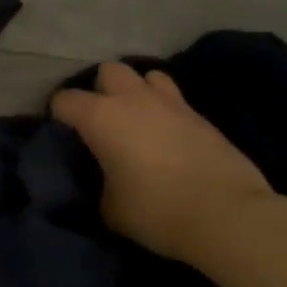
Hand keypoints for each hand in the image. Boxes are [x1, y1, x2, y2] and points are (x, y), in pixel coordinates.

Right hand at [50, 62, 276, 260]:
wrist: (228, 216)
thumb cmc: (156, 210)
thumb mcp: (109, 208)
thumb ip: (98, 185)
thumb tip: (103, 182)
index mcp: (101, 117)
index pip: (64, 100)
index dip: (58, 116)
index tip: (63, 137)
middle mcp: (133, 99)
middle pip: (109, 70)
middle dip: (102, 90)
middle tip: (103, 123)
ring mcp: (172, 104)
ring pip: (148, 76)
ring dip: (139, 92)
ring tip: (140, 121)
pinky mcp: (202, 117)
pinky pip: (176, 101)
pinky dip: (167, 113)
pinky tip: (169, 138)